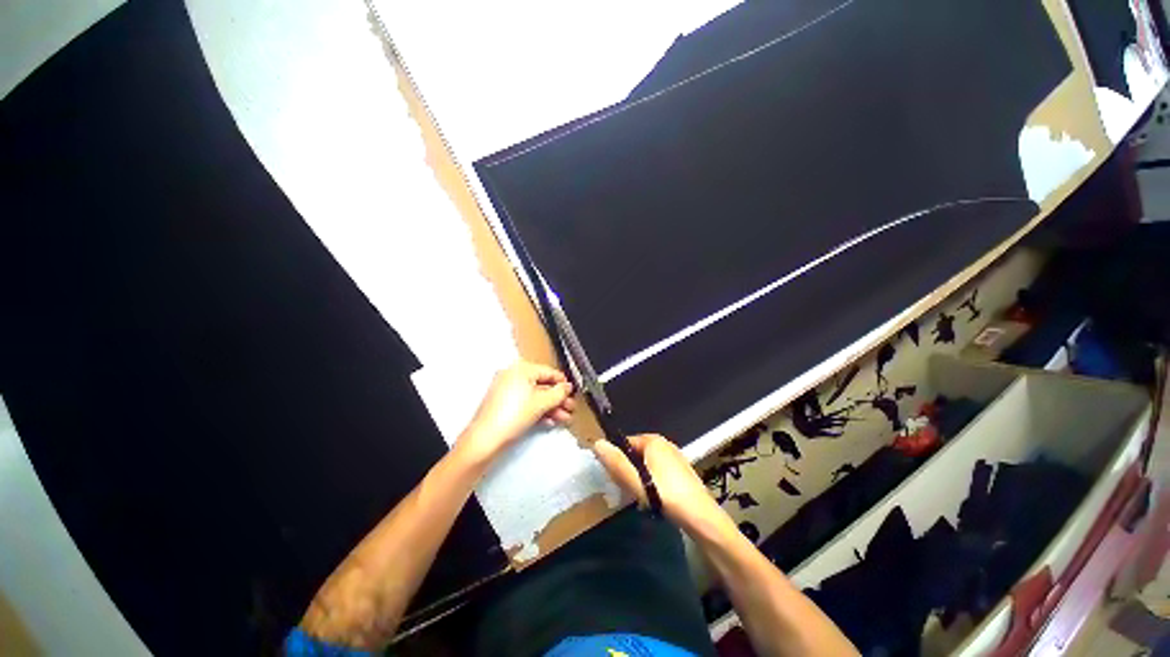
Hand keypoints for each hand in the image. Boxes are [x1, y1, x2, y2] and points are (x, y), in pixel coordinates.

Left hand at [456, 361, 574, 468]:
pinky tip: (550, 422)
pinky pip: (526, 403)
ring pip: (535, 396)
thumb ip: (558, 393)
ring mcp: (507, 390)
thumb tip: (567, 387)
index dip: (563, 383)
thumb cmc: (512, 416)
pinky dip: (539, 411)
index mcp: (520, 369)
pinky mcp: (504, 404)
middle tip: (570, 408)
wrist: (485, 440)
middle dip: (558, 399)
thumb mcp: (541, 403)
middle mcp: (512, 376)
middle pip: (542, 385)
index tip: (573, 392)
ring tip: (564, 418)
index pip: (548, 371)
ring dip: (551, 407)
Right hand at [592, 434, 727, 532]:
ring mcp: (675, 457)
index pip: (624, 443)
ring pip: (647, 464)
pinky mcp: (681, 471)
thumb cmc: (666, 495)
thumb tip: (597, 443)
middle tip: (627, 489)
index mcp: (653, 440)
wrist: (702, 518)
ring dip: (640, 477)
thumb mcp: (636, 480)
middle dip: (628, 469)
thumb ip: (616, 462)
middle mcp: (664, 443)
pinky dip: (652, 482)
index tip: (613, 477)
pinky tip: (655, 498)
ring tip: (640, 496)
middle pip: (636, 453)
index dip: (616, 459)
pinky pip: (658, 472)